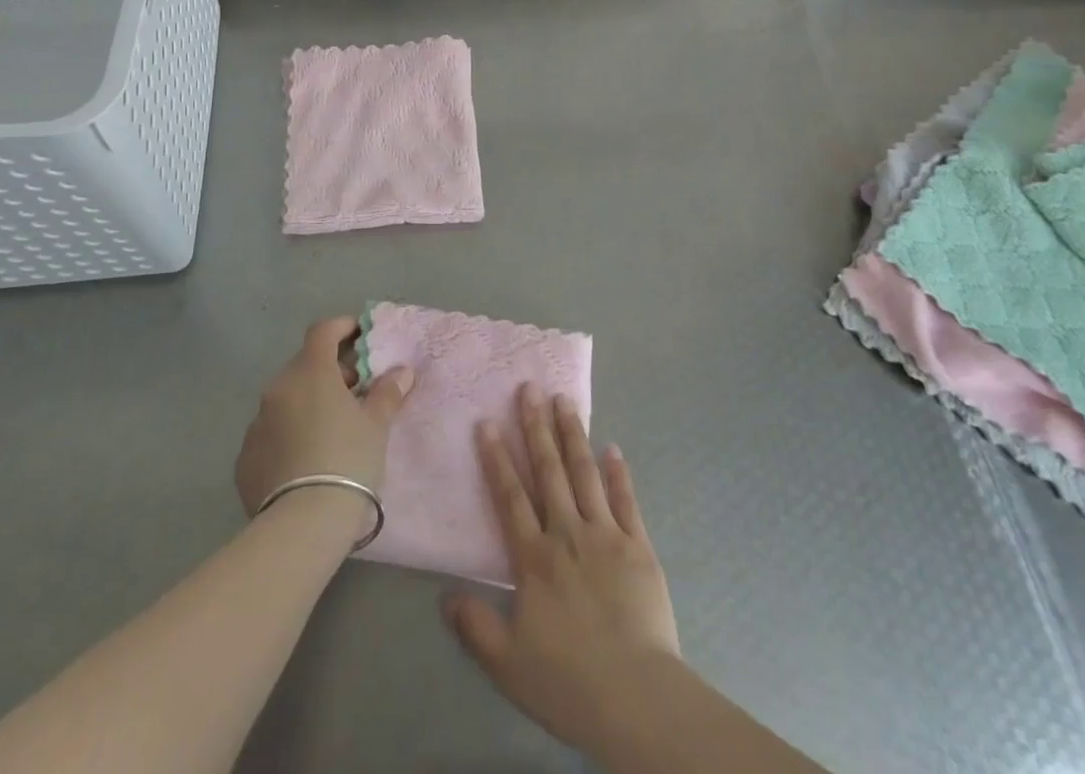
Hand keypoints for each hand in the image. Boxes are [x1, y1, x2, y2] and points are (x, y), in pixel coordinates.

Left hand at [235, 317, 413, 538]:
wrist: (302, 525)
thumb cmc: (348, 460)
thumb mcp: (376, 425)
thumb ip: (387, 393)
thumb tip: (401, 372)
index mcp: (310, 372)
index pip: (322, 332)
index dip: (341, 328)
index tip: (358, 334)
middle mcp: (278, 389)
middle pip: (304, 366)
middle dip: (328, 372)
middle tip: (353, 392)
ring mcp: (256, 424)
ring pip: (285, 400)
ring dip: (306, 404)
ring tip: (330, 430)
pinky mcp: (244, 459)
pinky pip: (270, 433)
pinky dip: (288, 434)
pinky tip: (305, 460)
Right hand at [444, 385, 680, 753]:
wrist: (636, 696)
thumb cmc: (567, 680)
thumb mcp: (507, 664)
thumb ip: (475, 625)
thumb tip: (445, 594)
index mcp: (534, 558)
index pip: (510, 496)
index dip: (496, 457)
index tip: (487, 422)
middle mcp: (567, 533)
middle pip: (549, 470)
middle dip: (536, 427)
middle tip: (530, 388)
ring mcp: (606, 534)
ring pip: (585, 473)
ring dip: (573, 434)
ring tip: (564, 400)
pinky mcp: (638, 545)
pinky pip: (626, 500)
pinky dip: (618, 472)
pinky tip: (612, 447)